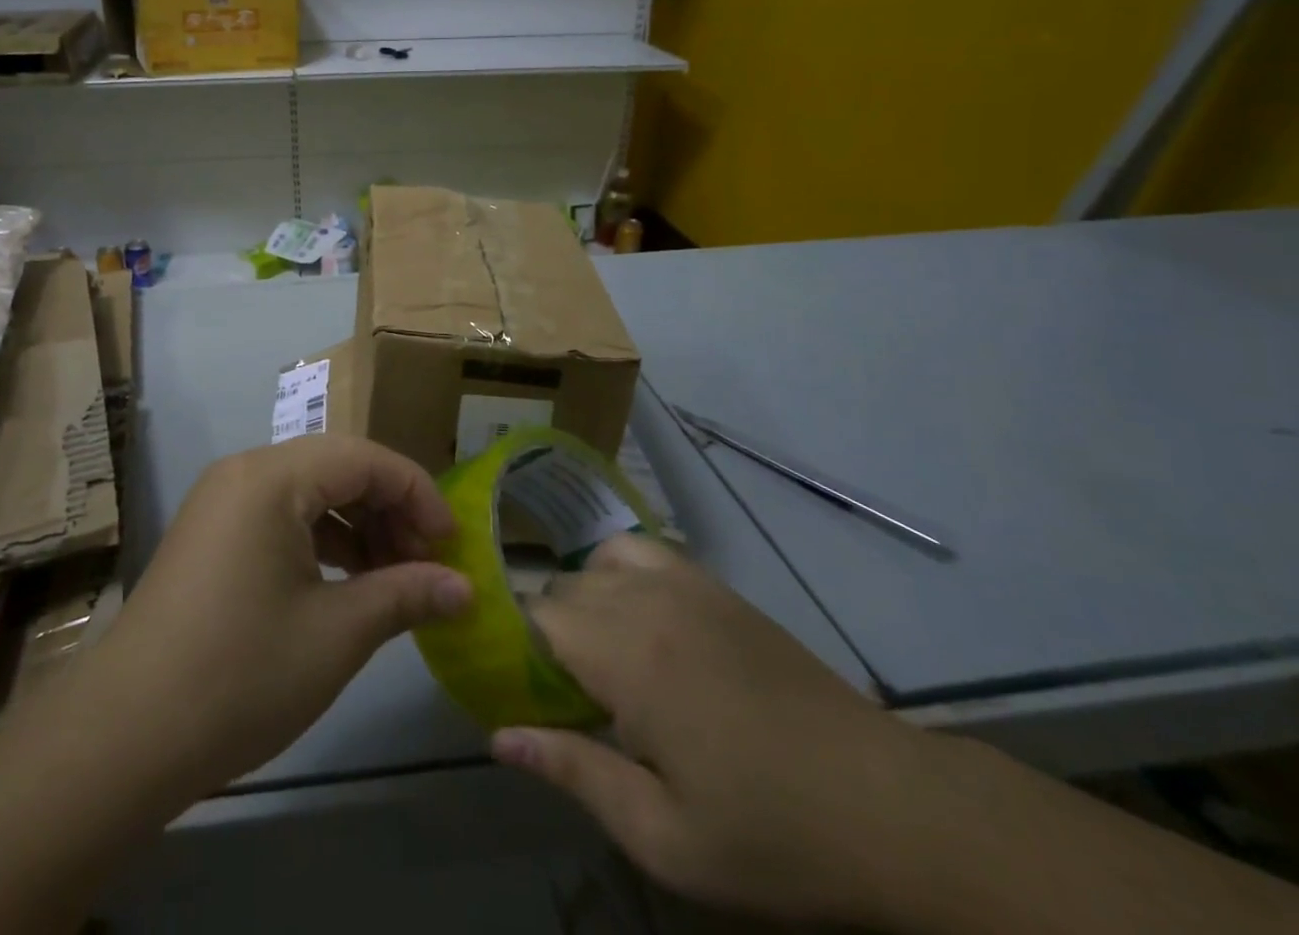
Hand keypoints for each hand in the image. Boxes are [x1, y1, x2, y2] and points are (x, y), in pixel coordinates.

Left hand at [79, 435, 471, 799]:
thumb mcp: (337, 634)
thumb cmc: (241, 673)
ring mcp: (222, 501)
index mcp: (272, 477)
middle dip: (389, 509)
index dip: (418, 494)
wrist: (127, 733)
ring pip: (309, 491)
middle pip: (337, 467)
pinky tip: (346, 581)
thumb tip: (465, 589)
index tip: (453, 544)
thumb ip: (406, 595)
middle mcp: (244, 471)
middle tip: (427, 562)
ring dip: (357, 525)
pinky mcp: (211, 532)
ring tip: (393, 576)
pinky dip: (321, 539)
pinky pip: (280, 514)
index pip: (365, 458)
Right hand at [492, 535, 940, 928]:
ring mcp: (682, 584)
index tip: (521, 690)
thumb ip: (575, 773)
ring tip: (600, 659)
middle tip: (565, 695)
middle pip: (561, 589)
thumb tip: (499, 736)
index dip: (516, 647)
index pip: (536, 617)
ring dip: (581, 603)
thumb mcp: (665, 836)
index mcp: (626, 658)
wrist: (885, 804)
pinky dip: (617, 569)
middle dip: (547, 634)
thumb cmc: (770, 832)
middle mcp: (644, 601)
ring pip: (593, 566)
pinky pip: (639, 549)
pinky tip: (635, 614)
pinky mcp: (712, 584)